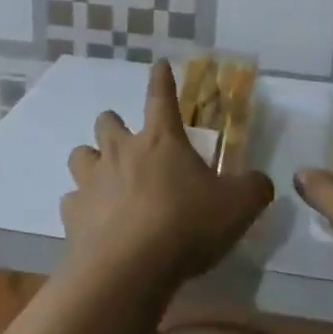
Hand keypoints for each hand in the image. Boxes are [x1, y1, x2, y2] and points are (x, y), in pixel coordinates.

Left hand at [62, 61, 274, 284]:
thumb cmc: (186, 226)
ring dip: (92, 160)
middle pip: (107, 121)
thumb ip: (253, 188)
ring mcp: (91, 180)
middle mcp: (121, 151)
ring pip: (80, 154)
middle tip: (129, 143)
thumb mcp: (237, 207)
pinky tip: (95, 222)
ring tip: (105, 178)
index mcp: (161, 140)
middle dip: (115, 125)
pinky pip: (72, 200)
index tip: (158, 65)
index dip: (161, 79)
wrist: (129, 268)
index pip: (161, 97)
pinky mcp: (72, 213)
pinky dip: (82, 206)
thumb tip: (260, 181)